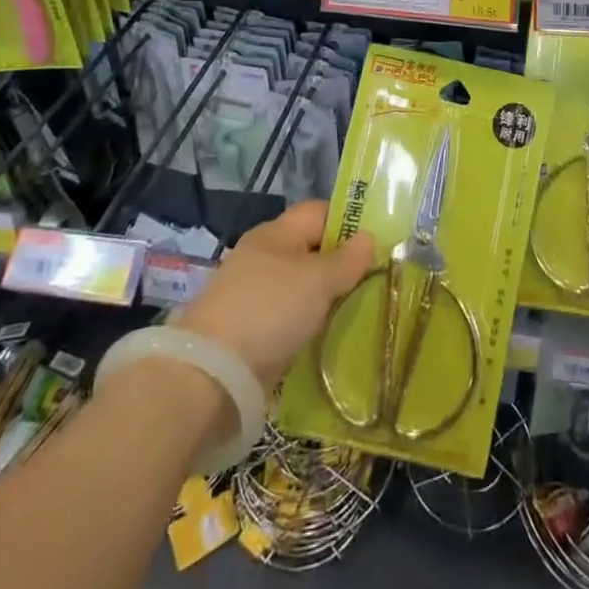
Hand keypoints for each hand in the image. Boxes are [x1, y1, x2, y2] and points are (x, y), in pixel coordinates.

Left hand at [173, 202, 374, 387]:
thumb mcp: (318, 281)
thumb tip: (369, 237)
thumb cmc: (270, 311)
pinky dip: (308, 324)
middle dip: (341, 263)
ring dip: (325, 297)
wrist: (210, 376)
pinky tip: (328, 336)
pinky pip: (288, 317)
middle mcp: (263, 256)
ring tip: (358, 310)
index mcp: (276, 233)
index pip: (319, 212)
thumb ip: (347, 259)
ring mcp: (253, 295)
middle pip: (310, 249)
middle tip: (375, 279)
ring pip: (301, 286)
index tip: (378, 241)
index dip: (349, 220)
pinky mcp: (249, 331)